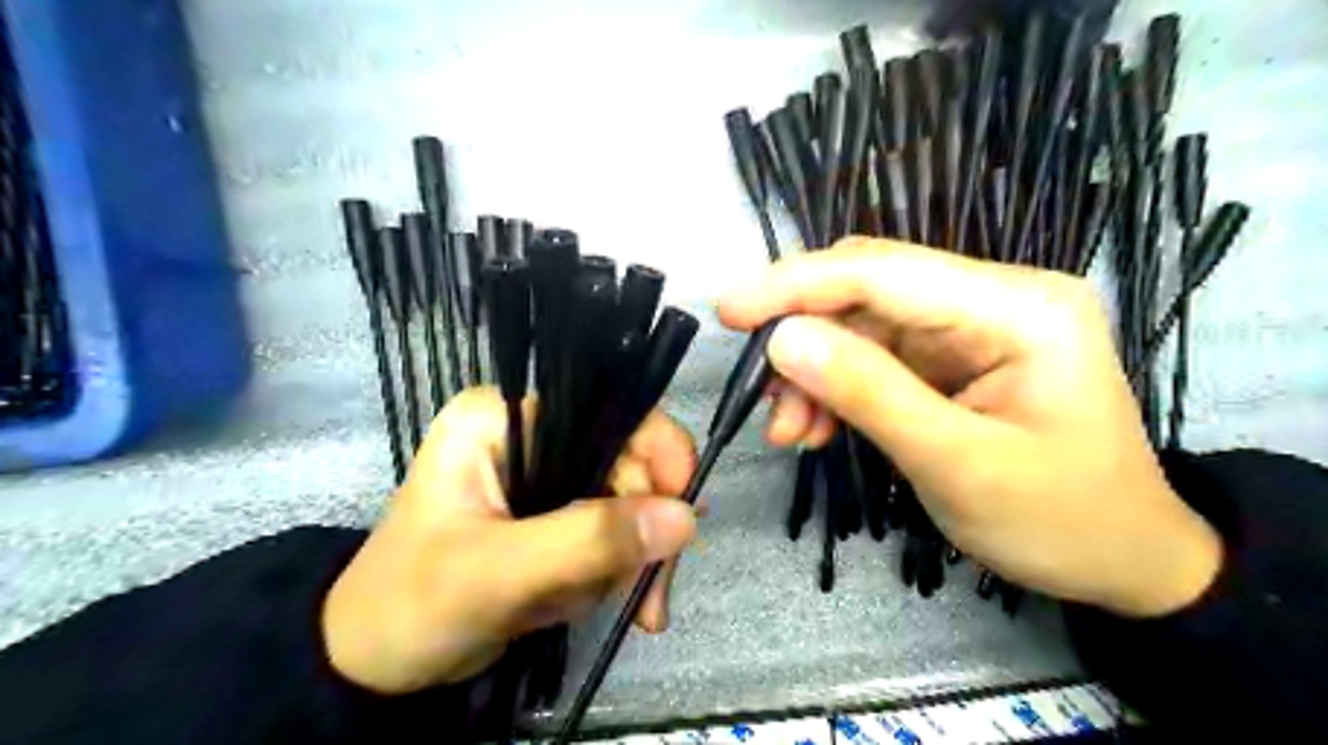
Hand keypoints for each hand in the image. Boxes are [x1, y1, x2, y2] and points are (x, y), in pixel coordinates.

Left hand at [323, 388, 695, 694]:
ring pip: (624, 503)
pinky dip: (608, 574)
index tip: (683, 516)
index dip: (657, 453)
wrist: (374, 664)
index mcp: (503, 418)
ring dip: (622, 562)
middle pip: (626, 462)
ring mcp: (542, 475)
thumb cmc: (412, 605)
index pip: (606, 412)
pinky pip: (609, 533)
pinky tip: (573, 604)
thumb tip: (685, 518)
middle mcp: (529, 434)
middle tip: (648, 602)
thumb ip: (590, 541)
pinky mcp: (551, 513)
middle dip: (639, 533)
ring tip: (580, 606)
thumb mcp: (499, 572)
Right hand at [721, 239, 1217, 615]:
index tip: (729, 310)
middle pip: (868, 290)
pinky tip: (817, 427)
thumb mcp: (958, 465)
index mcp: (1019, 307)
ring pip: (862, 325)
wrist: (1123, 562)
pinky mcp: (953, 356)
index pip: (884, 271)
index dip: (797, 285)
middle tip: (759, 391)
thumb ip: (870, 395)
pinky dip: (837, 388)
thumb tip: (782, 340)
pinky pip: (875, 356)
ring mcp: (972, 326)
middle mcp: (995, 297)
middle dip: (803, 335)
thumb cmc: (1060, 520)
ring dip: (814, 372)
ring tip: (789, 429)